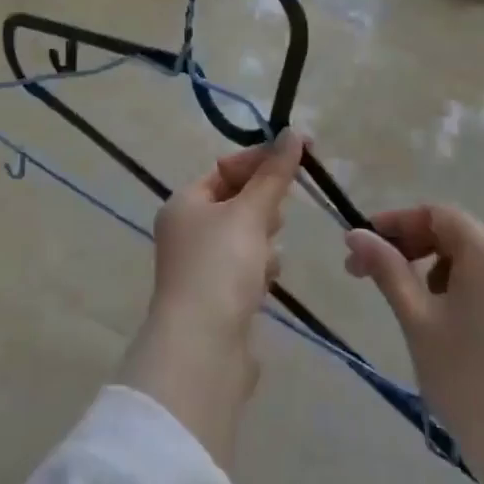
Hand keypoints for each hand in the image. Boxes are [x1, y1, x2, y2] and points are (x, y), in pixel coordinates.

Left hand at [117, 130, 305, 466]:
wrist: (202, 352)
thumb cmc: (220, 269)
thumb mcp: (250, 213)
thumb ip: (274, 174)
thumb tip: (292, 132)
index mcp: (184, 203)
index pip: (225, 168)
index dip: (261, 160)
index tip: (299, 155)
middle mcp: (186, 231)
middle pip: (235, 201)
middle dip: (262, 204)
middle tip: (280, 213)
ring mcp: (199, 267)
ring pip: (244, 237)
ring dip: (263, 240)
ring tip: (269, 256)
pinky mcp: (216, 300)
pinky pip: (245, 270)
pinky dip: (259, 270)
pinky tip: (266, 283)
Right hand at [343, 204, 483, 463]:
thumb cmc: (466, 377)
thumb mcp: (417, 318)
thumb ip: (386, 268)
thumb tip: (356, 234)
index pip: (436, 214)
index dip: (396, 223)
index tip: (363, 245)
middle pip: (456, 234)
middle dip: (412, 247)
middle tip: (373, 274)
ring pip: (474, 261)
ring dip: (436, 269)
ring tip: (412, 305)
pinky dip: (463, 289)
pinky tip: (448, 325)